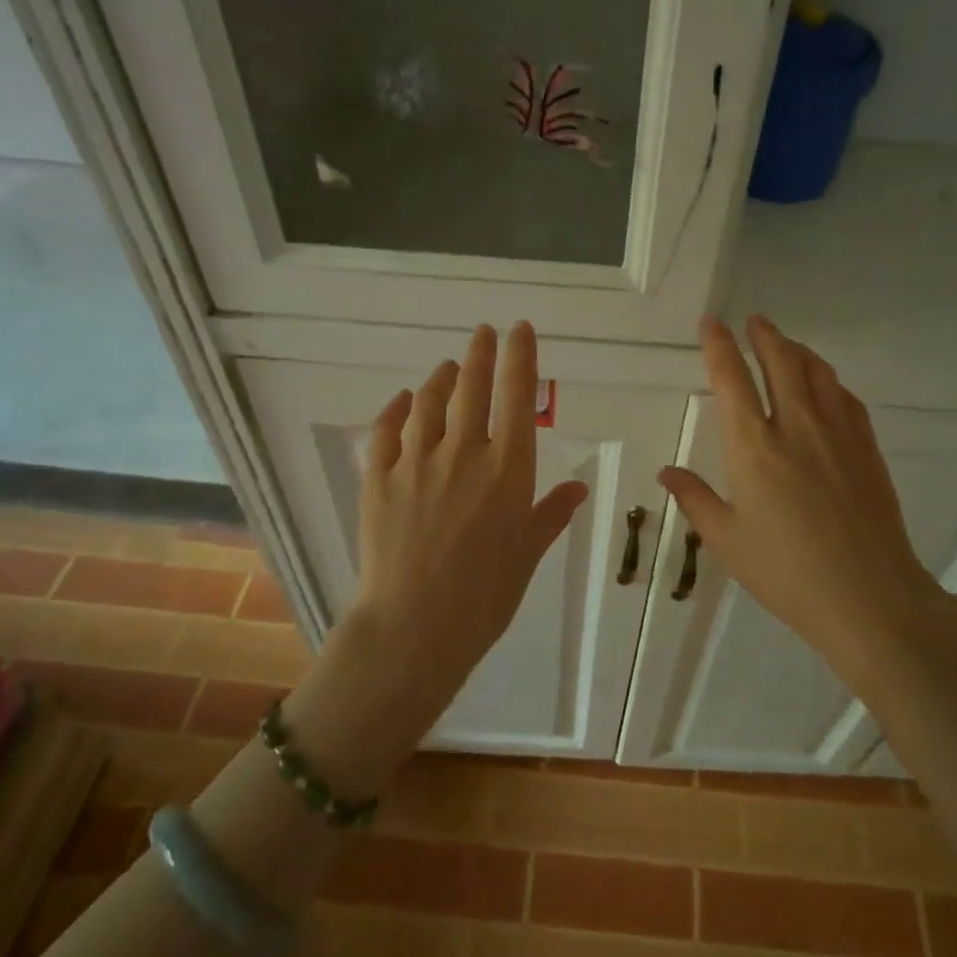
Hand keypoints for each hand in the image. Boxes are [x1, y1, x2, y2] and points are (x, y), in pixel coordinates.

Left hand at [285, 323, 587, 792]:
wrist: (415, 627)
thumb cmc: (485, 596)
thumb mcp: (528, 553)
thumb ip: (551, 513)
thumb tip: (578, 488)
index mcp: (507, 469)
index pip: (517, 396)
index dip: (520, 356)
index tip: (519, 329)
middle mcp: (463, 453)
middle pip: (471, 386)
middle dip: (480, 353)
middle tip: (483, 332)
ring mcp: (416, 463)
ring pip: (428, 401)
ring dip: (440, 377)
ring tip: (447, 366)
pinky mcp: (378, 479)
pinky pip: (386, 431)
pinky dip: (396, 409)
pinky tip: (403, 401)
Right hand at [658, 316, 956, 689]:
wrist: (869, 596)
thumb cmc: (786, 573)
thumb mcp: (727, 541)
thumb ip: (696, 499)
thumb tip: (667, 471)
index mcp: (753, 447)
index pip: (732, 378)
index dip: (718, 345)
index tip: (711, 323)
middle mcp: (796, 426)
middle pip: (781, 361)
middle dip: (764, 334)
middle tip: (753, 320)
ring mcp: (837, 433)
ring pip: (817, 372)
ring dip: (797, 350)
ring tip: (785, 344)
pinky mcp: (866, 448)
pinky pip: (845, 397)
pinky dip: (828, 380)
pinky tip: (825, 386)